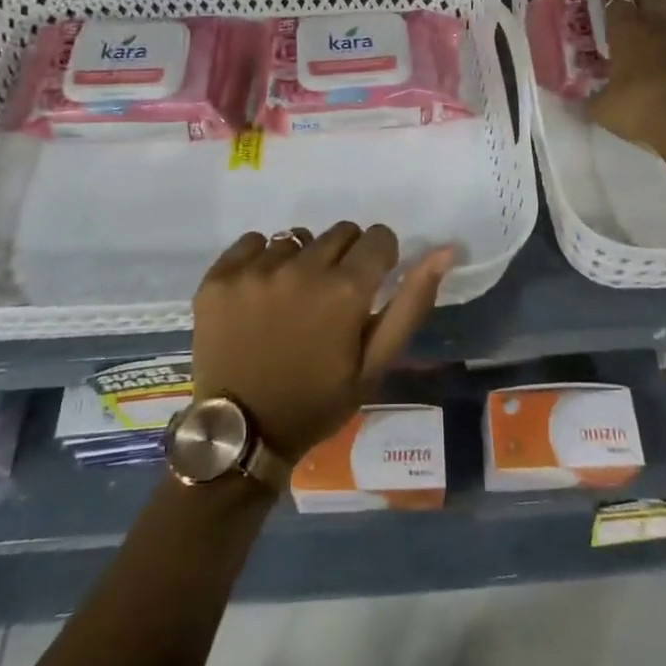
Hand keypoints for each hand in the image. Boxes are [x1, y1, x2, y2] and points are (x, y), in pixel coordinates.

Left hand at [191, 223, 456, 462]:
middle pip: (340, 232)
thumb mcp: (375, 363)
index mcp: (345, 290)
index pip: (378, 237)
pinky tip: (260, 295)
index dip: (381, 258)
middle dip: (345, 257)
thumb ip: (411, 302)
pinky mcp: (220, 276)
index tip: (369, 284)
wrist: (241, 433)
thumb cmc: (317, 401)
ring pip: (296, 238)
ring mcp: (256, 270)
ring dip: (302, 260)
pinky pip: (254, 243)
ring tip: (291, 300)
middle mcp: (302, 268)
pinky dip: (262, 261)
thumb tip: (445, 249)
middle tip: (330, 298)